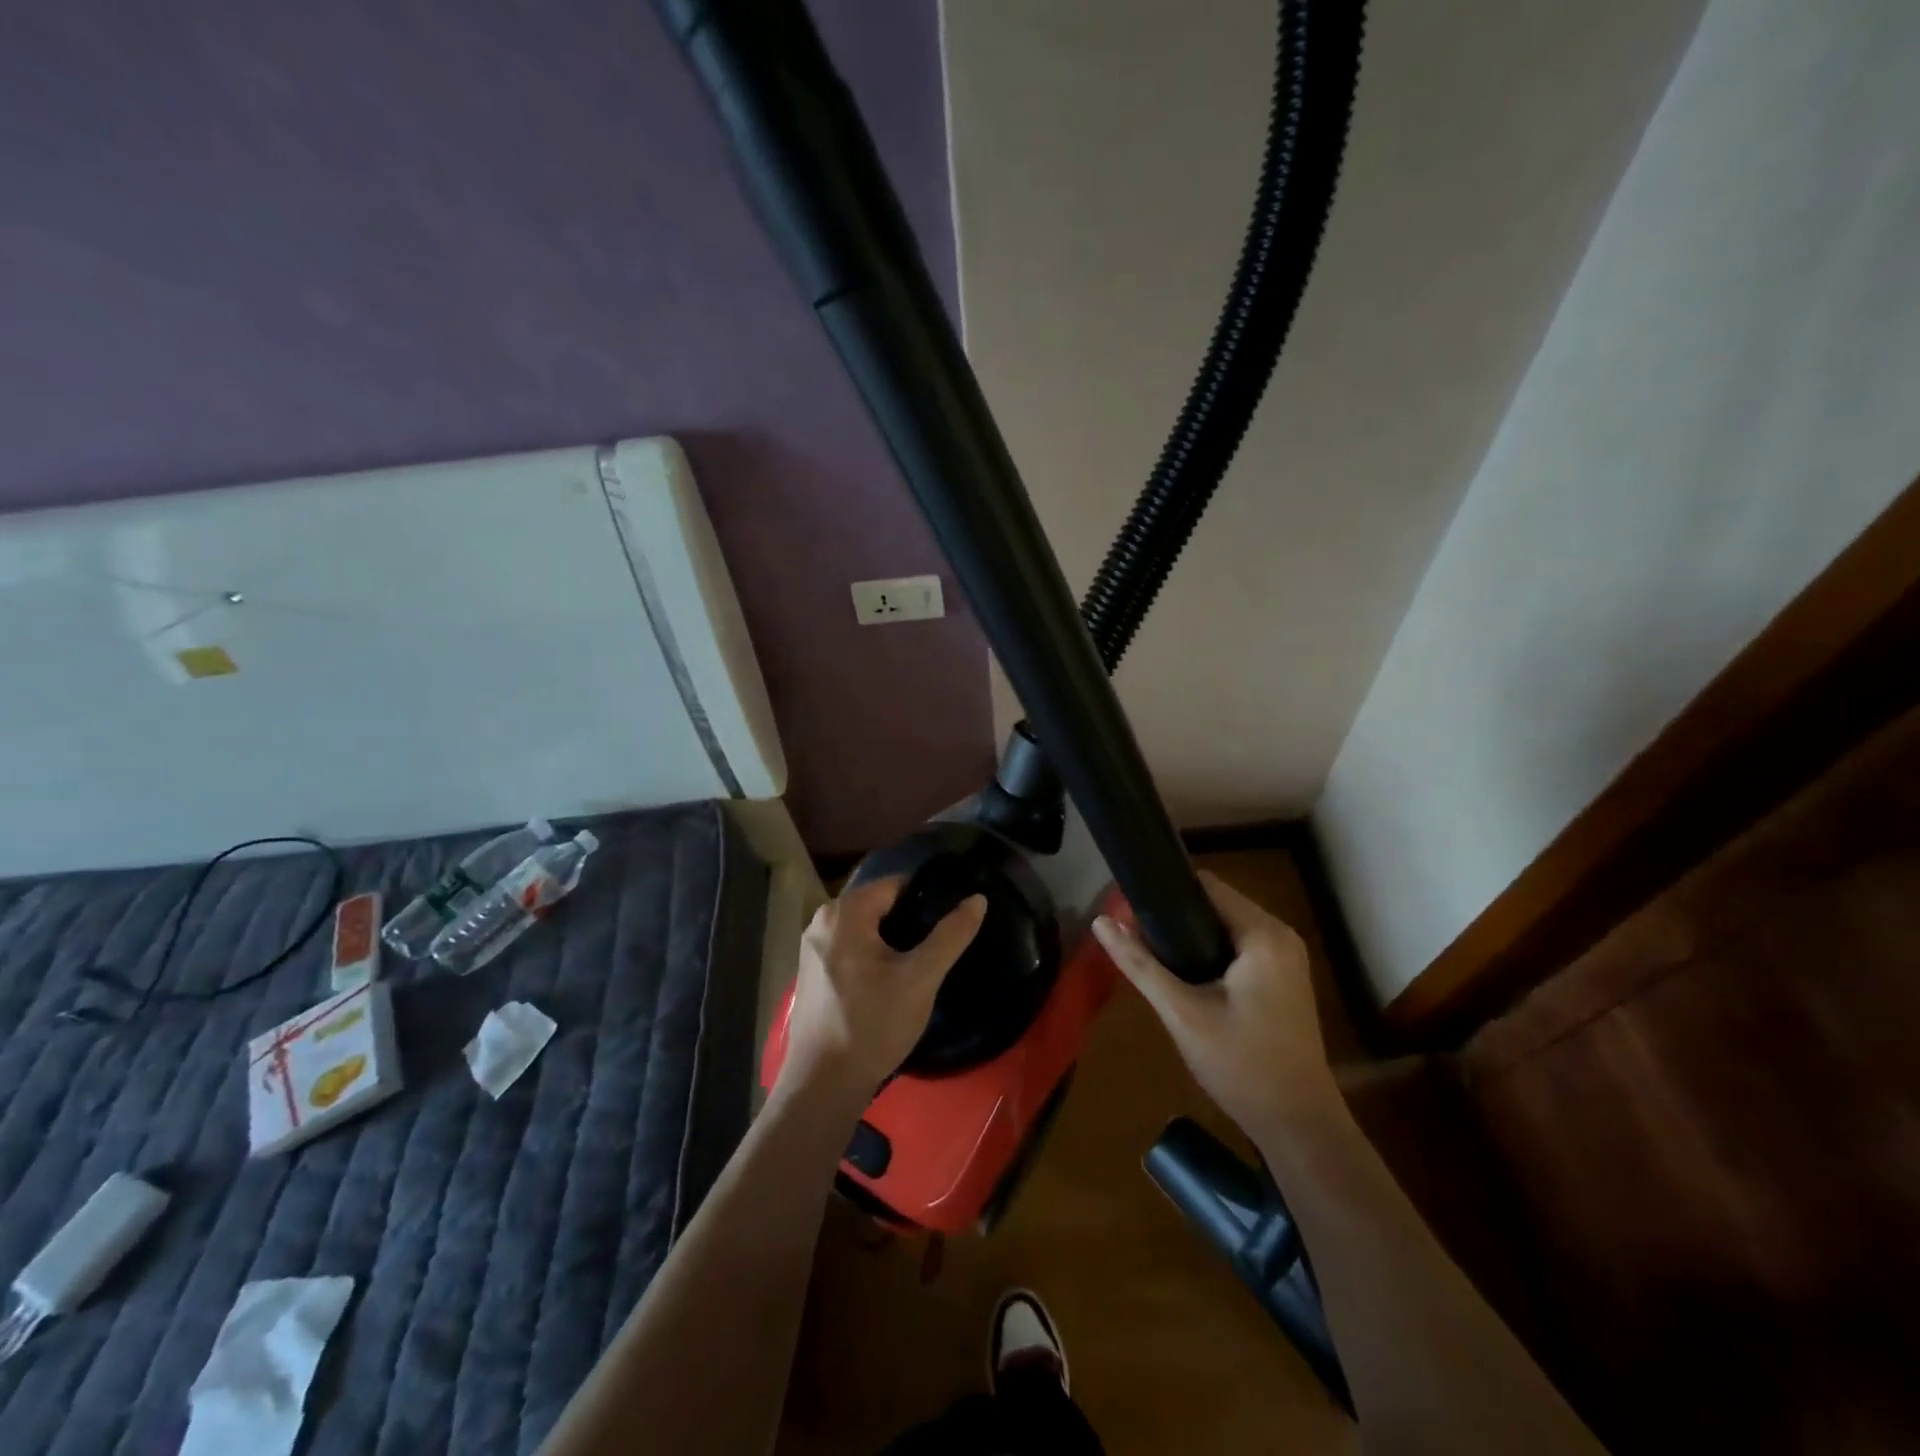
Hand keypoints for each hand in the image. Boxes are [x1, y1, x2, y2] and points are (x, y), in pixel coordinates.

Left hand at [779, 877, 986, 1103]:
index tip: (951, 917)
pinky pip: (850, 947)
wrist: (824, 1084)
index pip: (896, 884)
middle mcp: (822, 920)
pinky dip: (873, 954)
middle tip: (940, 943)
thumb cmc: (874, 1024)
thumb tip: (978, 899)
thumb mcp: (921, 977)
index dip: (927, 897)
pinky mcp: (812, 972)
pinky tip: (892, 979)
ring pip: (865, 928)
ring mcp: (812, 947)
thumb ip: (950, 935)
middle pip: (879, 905)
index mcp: (845, 912)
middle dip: (910, 919)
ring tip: (922, 961)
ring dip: (893, 939)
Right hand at [1093, 871, 1340, 1142]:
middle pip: (1216, 903)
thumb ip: (1140, 964)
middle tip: (1134, 935)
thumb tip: (1101, 922)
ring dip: (1190, 934)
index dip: (1165, 890)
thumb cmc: (1241, 1065)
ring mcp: (1286, 958)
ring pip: (1225, 926)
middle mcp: (1280, 936)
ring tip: (1150, 951)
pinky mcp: (1283, 979)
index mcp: (1263, 934)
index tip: (1129, 906)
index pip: (1207, 885)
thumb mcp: (1182, 1013)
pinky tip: (1183, 973)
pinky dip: (1209, 951)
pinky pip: (1238, 947)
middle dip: (1174, 915)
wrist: (1297, 1125)